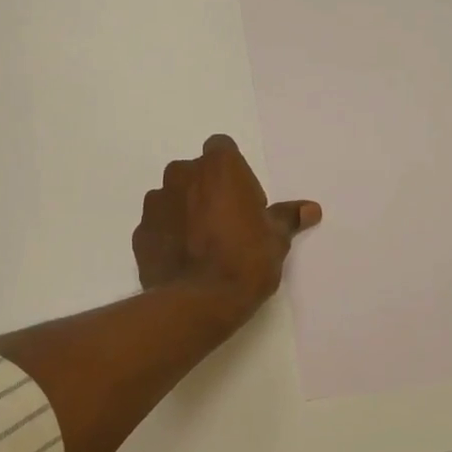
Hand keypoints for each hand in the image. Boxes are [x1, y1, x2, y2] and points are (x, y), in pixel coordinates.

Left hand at [134, 135, 320, 326]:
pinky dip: (168, 236)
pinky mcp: (140, 232)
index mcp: (218, 167)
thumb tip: (311, 209)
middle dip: (207, 191)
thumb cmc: (245, 261)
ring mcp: (155, 203)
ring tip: (202, 246)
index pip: (222, 150)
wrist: (199, 302)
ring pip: (173, 198)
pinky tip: (184, 261)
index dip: (234, 174)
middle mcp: (181, 175)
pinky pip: (158, 226)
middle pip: (195, 173)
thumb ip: (287, 218)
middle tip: (225, 225)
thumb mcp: (276, 239)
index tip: (245, 202)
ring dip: (185, 212)